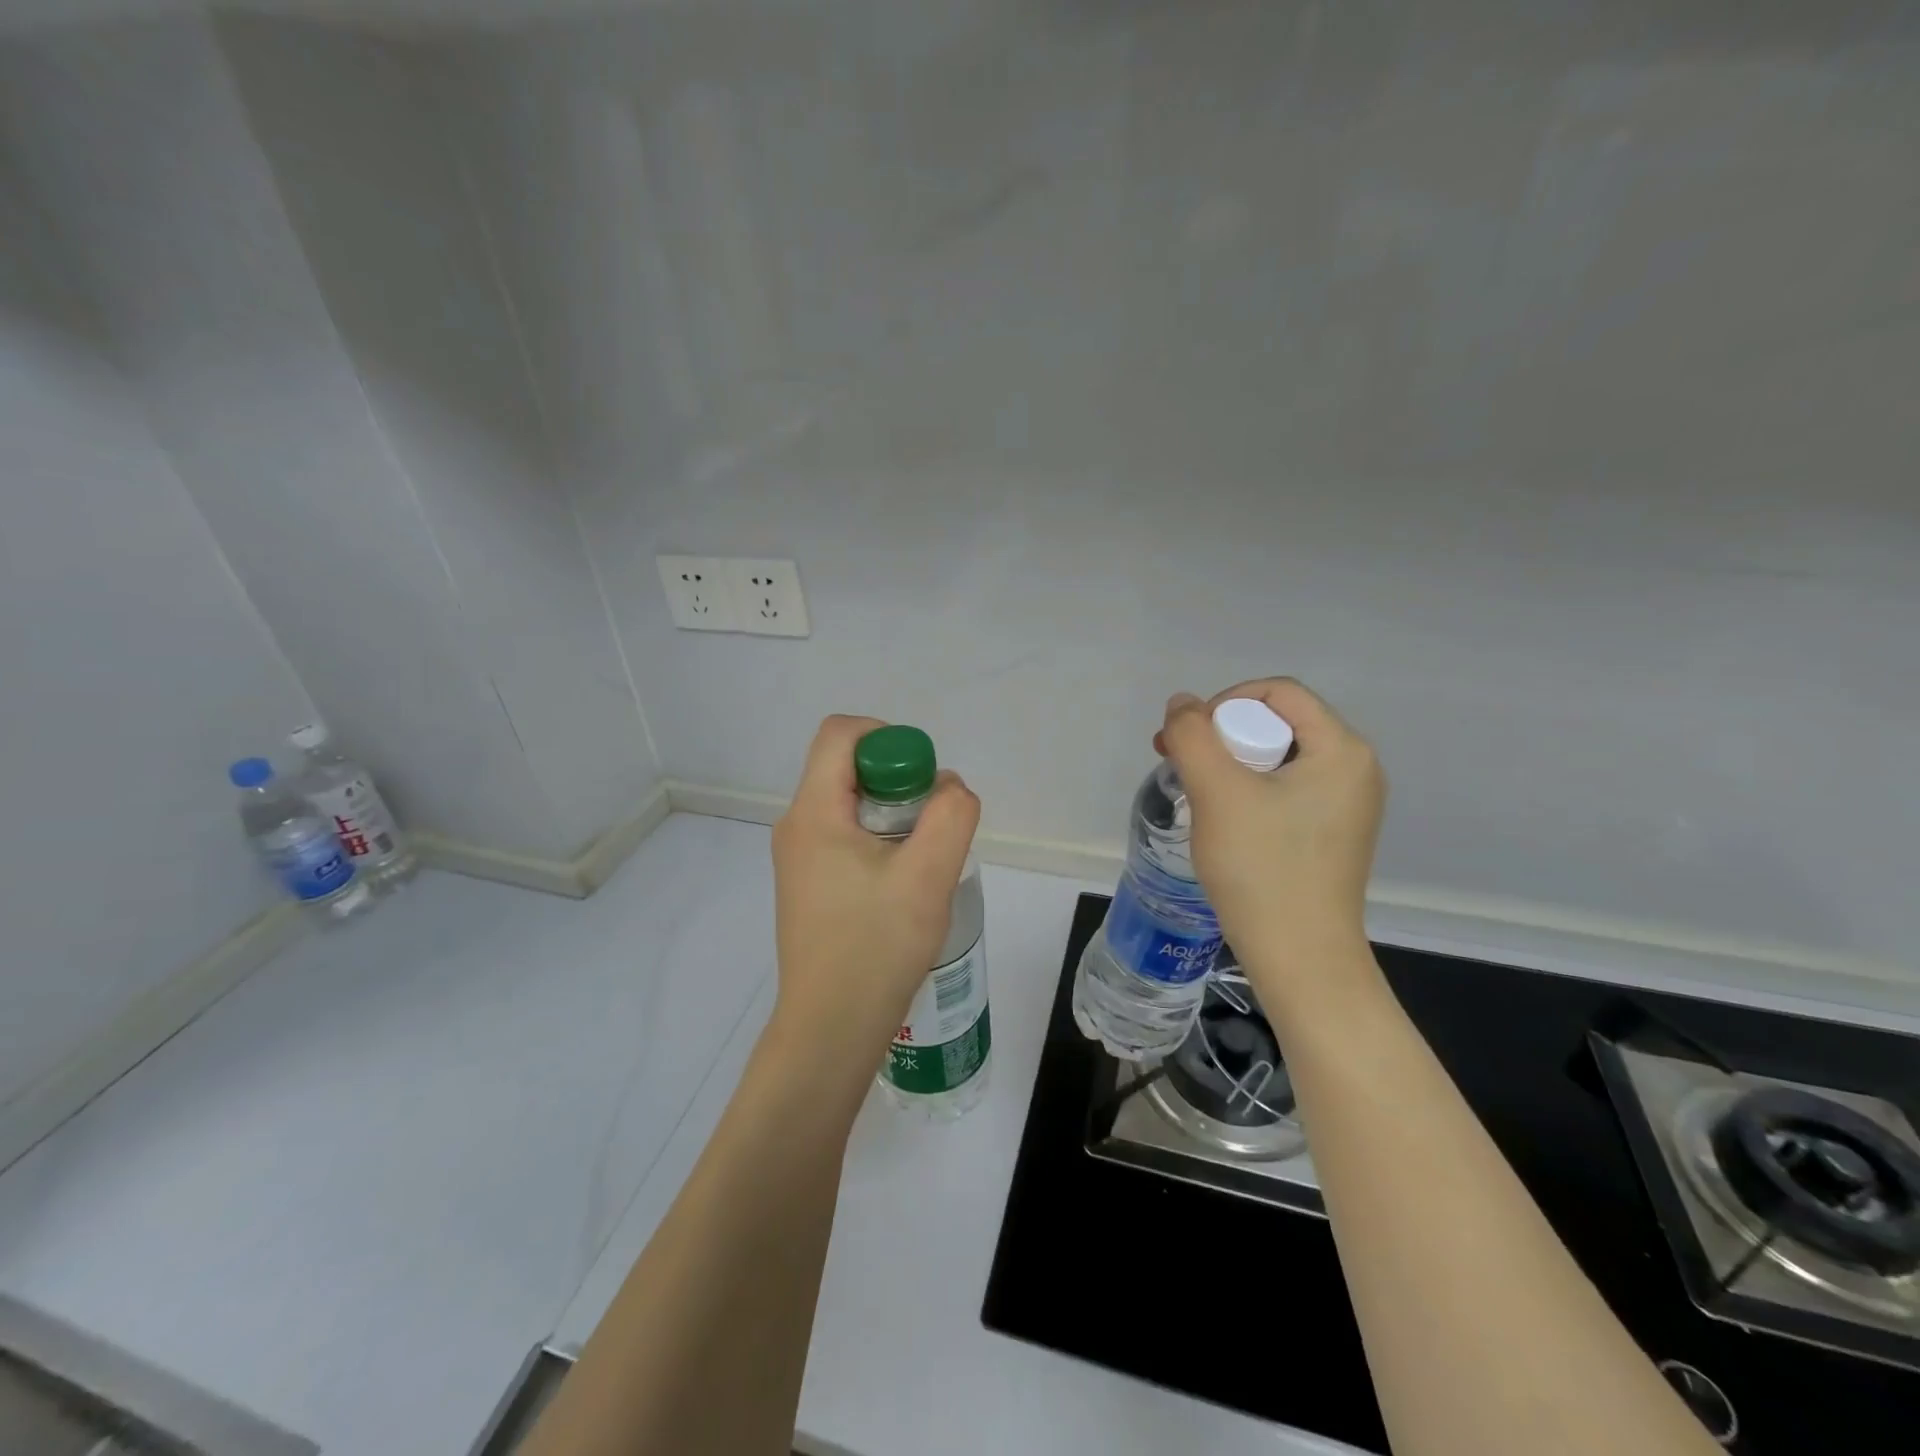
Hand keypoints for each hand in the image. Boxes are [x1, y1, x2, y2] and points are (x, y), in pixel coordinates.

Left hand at [768, 715, 981, 1080]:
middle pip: (846, 767)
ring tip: (923, 859)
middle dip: (897, 780)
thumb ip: (951, 816)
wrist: (830, 1029)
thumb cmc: (876, 947)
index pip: (841, 734)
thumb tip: (948, 788)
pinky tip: (903, 883)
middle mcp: (796, 826)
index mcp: (813, 812)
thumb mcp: (928, 876)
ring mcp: (797, 858)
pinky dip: (878, 840)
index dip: (887, 737)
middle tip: (932, 823)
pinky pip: (844, 837)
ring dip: (892, 814)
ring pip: (848, 804)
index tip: (923, 778)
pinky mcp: (807, 885)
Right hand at [1156, 679, 1385, 1011]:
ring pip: (1277, 758)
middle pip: (1278, 723)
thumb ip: (1192, 735)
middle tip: (1180, 763)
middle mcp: (1355, 769)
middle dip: (1222, 735)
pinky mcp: (1333, 833)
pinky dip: (1248, 790)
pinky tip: (1223, 818)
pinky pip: (1285, 789)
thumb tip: (1182, 704)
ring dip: (1229, 763)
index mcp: (1342, 749)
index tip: (1189, 739)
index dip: (1225, 702)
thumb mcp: (1217, 792)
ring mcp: (1347, 804)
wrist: (1299, 957)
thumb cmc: (1262, 868)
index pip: (1279, 693)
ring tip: (1195, 791)